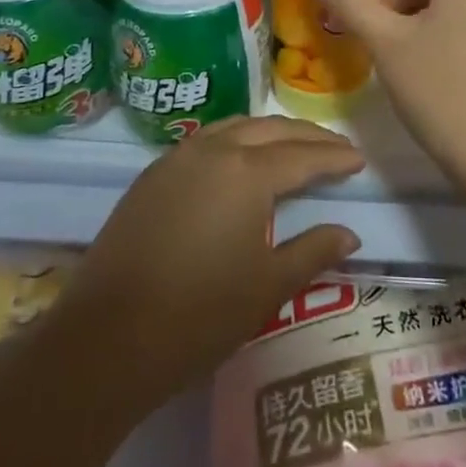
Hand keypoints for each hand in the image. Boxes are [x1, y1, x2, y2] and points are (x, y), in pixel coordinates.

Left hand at [49, 117, 363, 402]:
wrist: (106, 339)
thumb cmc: (199, 314)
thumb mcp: (268, 287)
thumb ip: (313, 251)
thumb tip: (348, 233)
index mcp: (247, 172)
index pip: (303, 155)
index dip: (334, 157)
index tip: (359, 159)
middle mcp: (213, 151)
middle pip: (270, 130)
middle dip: (307, 136)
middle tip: (335, 148)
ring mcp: (176, 159)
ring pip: (235, 128)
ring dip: (269, 132)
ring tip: (294, 147)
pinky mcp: (151, 176)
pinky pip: (205, 141)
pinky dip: (235, 141)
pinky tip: (241, 161)